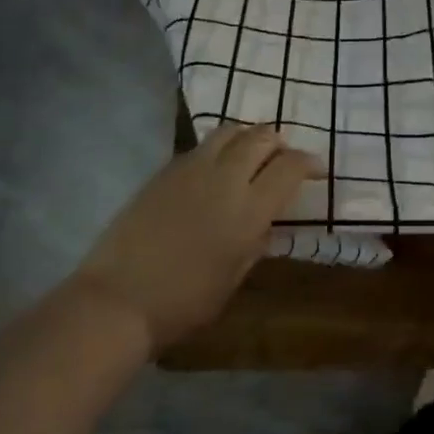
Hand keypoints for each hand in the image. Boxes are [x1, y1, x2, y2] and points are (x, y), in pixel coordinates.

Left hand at [80, 124, 319, 351]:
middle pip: (262, 137)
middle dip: (279, 143)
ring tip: (249, 155)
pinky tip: (214, 169)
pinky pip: (202, 146)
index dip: (309, 163)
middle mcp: (225, 178)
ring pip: (230, 131)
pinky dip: (219, 149)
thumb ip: (256, 244)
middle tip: (282, 158)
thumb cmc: (183, 302)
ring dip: (248, 138)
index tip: (316, 170)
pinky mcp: (165, 170)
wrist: (117, 300)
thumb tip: (266, 223)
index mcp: (249, 210)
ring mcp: (192, 169)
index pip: (290, 167)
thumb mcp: (233, 279)